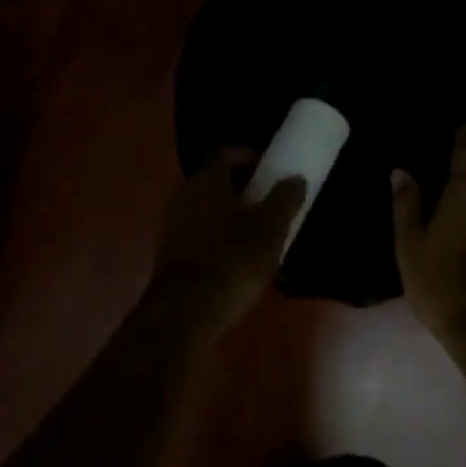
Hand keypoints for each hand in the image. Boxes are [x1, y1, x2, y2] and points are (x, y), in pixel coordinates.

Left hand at [150, 149, 305, 341]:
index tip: (272, 170)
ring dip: (232, 215)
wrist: (186, 312)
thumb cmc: (233, 259)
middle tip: (271, 202)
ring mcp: (173, 226)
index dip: (251, 157)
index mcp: (207, 180)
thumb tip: (294, 178)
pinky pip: (200, 234)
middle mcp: (184, 195)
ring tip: (260, 233)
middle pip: (216, 181)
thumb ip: (285, 199)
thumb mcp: (271, 228)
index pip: (226, 154)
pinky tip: (239, 259)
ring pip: (208, 209)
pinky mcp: (171, 255)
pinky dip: (220, 237)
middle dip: (244, 188)